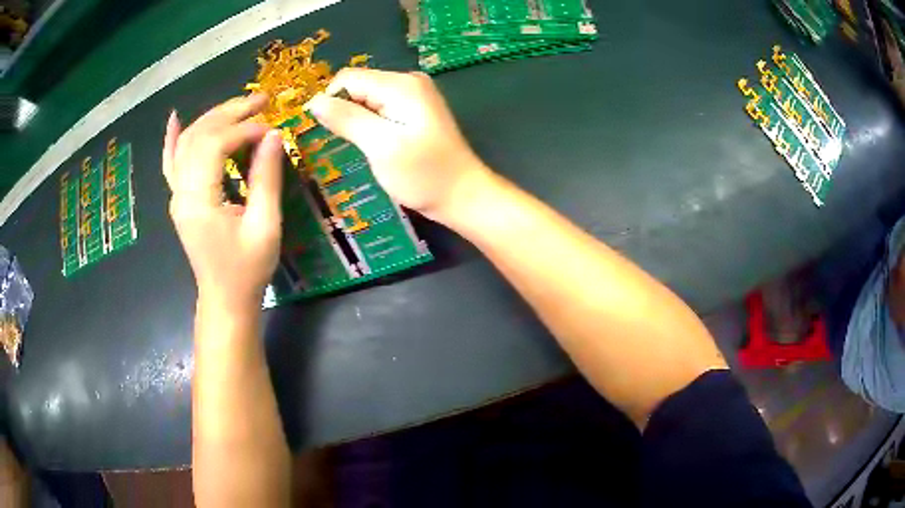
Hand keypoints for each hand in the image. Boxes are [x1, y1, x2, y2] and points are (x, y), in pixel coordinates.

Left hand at [162, 95, 283, 310]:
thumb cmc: (247, 270)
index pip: (214, 145)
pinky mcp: (180, 199)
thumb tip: (274, 136)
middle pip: (198, 136)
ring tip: (241, 106)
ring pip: (187, 142)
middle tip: (262, 101)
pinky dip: (172, 139)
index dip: (244, 129)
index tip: (272, 130)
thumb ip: (266, 179)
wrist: (224, 299)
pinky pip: (171, 163)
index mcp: (198, 202)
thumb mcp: (264, 227)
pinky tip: (175, 119)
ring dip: (213, 118)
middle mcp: (180, 193)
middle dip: (230, 113)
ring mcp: (176, 195)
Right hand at [306, 69, 490, 223]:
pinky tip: (375, 144)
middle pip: (358, 86)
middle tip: (348, 144)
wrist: (462, 195)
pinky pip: (379, 107)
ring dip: (356, 119)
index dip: (329, 101)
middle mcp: (408, 81)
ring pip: (366, 98)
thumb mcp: (381, 147)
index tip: (325, 132)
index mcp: (401, 84)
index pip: (347, 79)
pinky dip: (369, 123)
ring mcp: (414, 95)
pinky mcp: (414, 110)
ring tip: (362, 147)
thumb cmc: (423, 175)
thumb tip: (314, 101)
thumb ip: (347, 119)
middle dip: (344, 111)